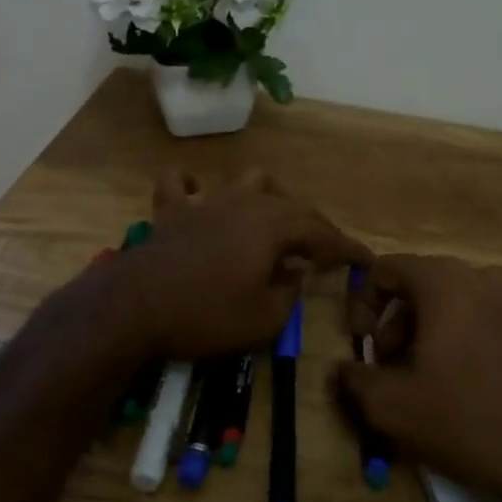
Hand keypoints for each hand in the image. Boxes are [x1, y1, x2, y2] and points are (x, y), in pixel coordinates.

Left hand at [114, 170, 370, 360]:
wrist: (135, 308)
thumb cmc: (207, 315)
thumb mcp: (263, 320)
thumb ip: (289, 293)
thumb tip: (294, 272)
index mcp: (273, 225)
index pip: (322, 232)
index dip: (346, 247)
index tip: (366, 260)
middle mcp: (245, 202)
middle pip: (291, 204)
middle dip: (315, 225)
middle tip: (327, 250)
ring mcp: (207, 202)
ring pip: (248, 181)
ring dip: (269, 197)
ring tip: (276, 218)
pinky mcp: (172, 212)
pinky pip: (180, 185)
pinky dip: (191, 186)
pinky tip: (197, 195)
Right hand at [330, 255, 501, 501]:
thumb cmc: (466, 422)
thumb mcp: (392, 407)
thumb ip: (354, 379)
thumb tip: (341, 368)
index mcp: (446, 282)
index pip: (388, 268)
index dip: (364, 303)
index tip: (363, 345)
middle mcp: (486, 277)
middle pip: (423, 283)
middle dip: (397, 322)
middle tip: (391, 368)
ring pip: (457, 301)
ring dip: (430, 330)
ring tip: (427, 378)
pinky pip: (488, 316)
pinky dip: (465, 336)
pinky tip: (467, 383)